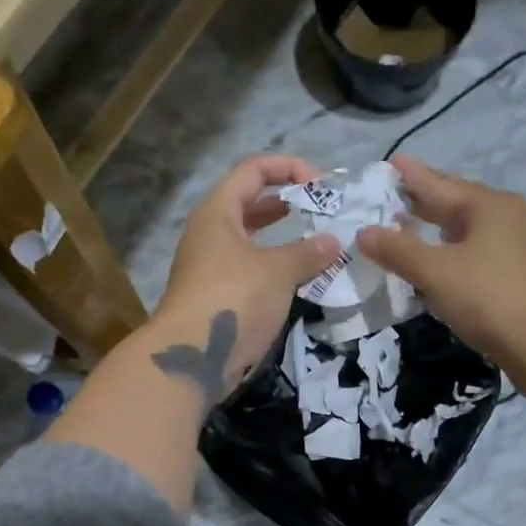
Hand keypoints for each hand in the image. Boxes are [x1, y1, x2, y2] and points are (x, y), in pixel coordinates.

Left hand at [148, 155, 341, 401]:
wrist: (192, 357)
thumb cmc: (233, 299)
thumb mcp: (277, 271)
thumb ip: (307, 252)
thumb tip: (333, 242)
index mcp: (218, 212)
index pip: (253, 170)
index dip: (288, 168)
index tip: (321, 185)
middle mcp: (210, 233)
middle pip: (249, 202)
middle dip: (285, 201)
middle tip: (320, 211)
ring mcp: (211, 266)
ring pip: (250, 239)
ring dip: (282, 238)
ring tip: (315, 241)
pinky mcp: (217, 296)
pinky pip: (250, 269)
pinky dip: (275, 267)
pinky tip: (300, 278)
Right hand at [356, 156, 525, 392]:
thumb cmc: (492, 299)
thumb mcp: (437, 273)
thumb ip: (398, 251)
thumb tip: (363, 232)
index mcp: (490, 207)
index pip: (440, 184)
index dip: (412, 176)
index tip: (391, 161)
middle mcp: (510, 219)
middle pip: (459, 205)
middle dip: (426, 202)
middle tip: (394, 196)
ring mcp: (522, 250)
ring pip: (471, 233)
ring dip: (441, 232)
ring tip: (413, 229)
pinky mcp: (525, 280)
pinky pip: (481, 258)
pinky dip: (456, 257)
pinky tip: (443, 270)